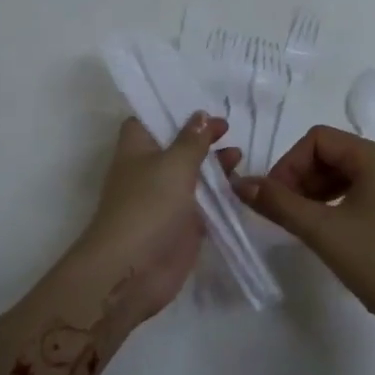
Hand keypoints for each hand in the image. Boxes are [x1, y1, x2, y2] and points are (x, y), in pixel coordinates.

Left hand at [61, 113, 238, 326]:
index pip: (148, 119)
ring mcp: (166, 199)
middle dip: (201, 137)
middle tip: (228, 129)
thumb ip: (192, 140)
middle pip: (176, 146)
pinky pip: (205, 203)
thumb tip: (201, 116)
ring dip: (214, 165)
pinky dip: (221, 194)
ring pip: (193, 174)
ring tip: (238, 156)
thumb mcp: (174, 164)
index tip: (199, 105)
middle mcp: (150, 170)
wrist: (133, 270)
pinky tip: (242, 185)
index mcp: (137, 148)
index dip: (170, 111)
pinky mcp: (182, 225)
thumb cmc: (148, 205)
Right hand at [238, 126, 374, 355]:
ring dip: (321, 191)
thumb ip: (279, 203)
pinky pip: (370, 192)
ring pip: (352, 174)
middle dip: (303, 178)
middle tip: (284, 213)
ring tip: (304, 223)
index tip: (274, 199)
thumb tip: (242, 183)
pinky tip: (333, 231)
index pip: (319, 139)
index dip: (289, 163)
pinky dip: (343, 203)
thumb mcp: (323, 232)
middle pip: (336, 154)